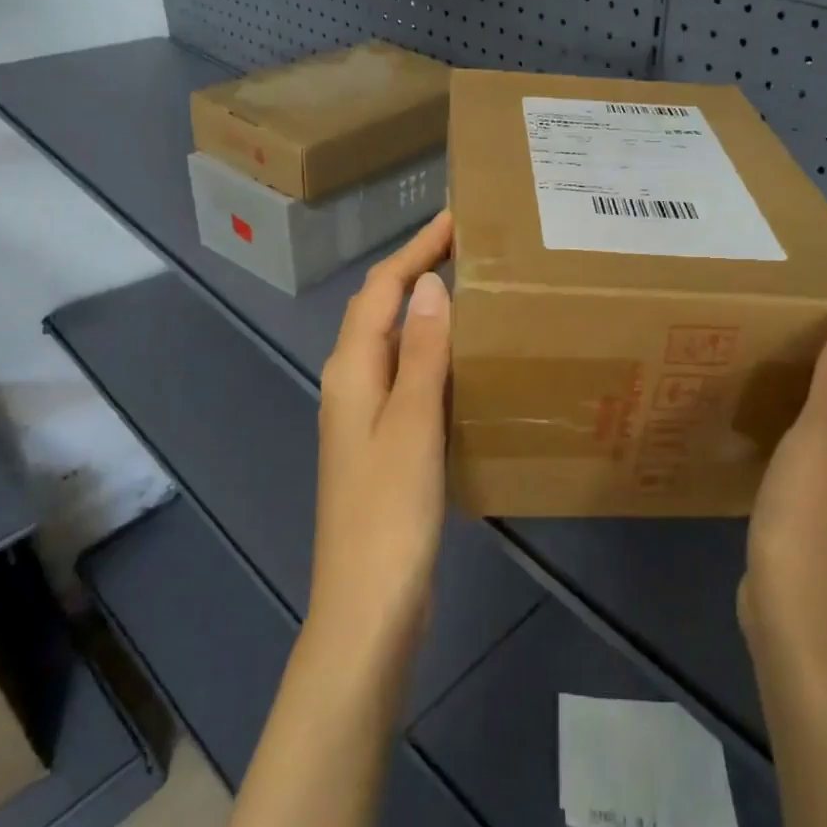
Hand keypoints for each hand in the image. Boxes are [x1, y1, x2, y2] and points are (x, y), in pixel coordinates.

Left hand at [310, 211, 454, 657]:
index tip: (456, 218)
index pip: (382, 290)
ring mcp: (366, 417)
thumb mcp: (412, 425)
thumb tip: (430, 284)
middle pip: (383, 311)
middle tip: (471, 248)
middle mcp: (351, 385)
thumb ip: (422, 353)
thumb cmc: (389, 514)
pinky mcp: (383, 444)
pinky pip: (409, 379)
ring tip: (475, 291)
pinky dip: (434, 355)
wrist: (368, 608)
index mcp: (351, 372)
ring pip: (396, 345)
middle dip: (419, 271)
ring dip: (427, 312)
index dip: (415, 249)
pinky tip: (466, 362)